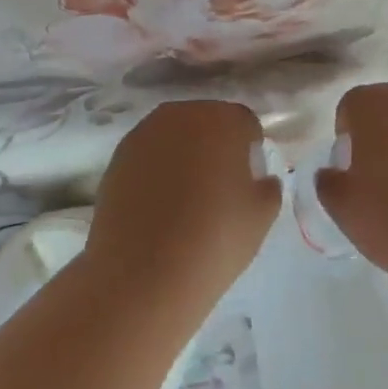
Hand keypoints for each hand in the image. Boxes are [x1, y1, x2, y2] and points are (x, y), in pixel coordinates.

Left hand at [86, 100, 278, 304]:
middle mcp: (182, 114)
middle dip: (216, 145)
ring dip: (184, 154)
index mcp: (222, 120)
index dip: (250, 149)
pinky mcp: (118, 155)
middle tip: (219, 187)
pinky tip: (158, 205)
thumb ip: (269, 188)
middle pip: (208, 121)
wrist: (141, 273)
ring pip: (175, 135)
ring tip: (186, 197)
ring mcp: (145, 132)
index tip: (248, 179)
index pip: (245, 123)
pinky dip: (157, 169)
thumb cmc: (213, 240)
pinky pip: (149, 153)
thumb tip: (260, 179)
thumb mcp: (260, 218)